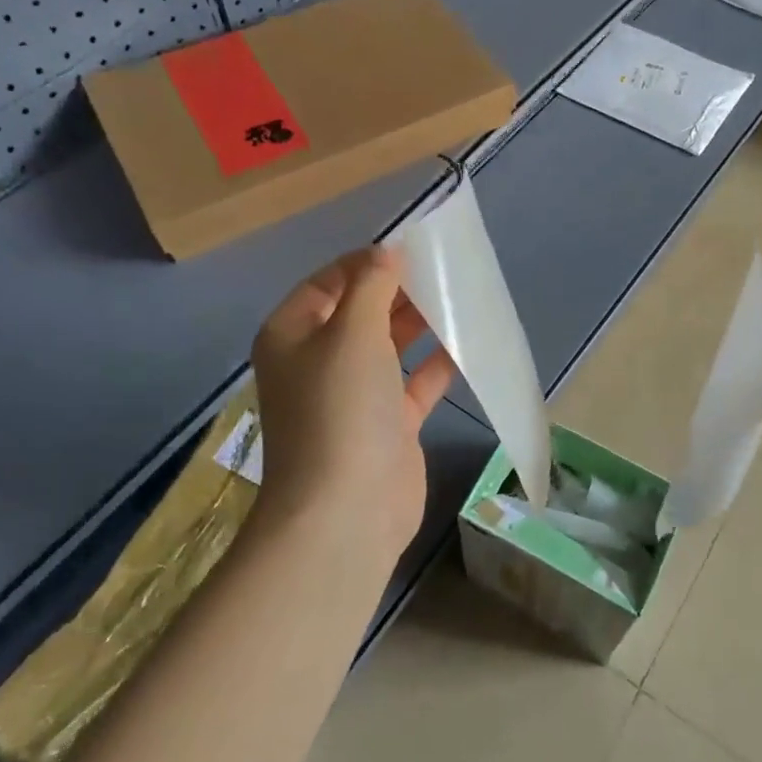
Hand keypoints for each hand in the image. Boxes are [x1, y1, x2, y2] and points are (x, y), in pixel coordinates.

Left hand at [251, 246, 455, 563]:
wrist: (346, 512)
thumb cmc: (340, 409)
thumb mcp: (353, 333)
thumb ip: (372, 286)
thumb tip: (386, 253)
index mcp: (293, 334)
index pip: (329, 282)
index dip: (367, 263)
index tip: (412, 249)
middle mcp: (319, 361)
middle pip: (362, 312)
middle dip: (399, 290)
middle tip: (444, 270)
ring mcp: (354, 396)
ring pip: (390, 346)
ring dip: (421, 323)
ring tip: (460, 297)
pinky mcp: (387, 424)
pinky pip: (414, 382)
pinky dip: (437, 363)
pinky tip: (467, 343)